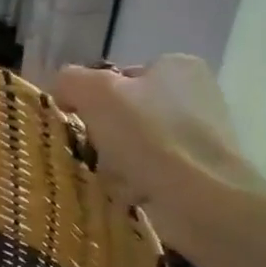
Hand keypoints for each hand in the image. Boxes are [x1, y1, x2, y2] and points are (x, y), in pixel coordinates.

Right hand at [53, 57, 265, 266]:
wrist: (203, 201)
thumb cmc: (151, 137)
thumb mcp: (98, 93)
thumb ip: (71, 81)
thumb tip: (62, 89)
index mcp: (176, 66)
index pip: (118, 78)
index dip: (92, 100)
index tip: (81, 122)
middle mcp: (194, 95)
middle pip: (124, 115)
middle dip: (105, 138)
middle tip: (97, 154)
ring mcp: (200, 137)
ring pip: (133, 149)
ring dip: (116, 165)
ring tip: (115, 179)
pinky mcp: (201, 174)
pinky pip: (150, 175)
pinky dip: (136, 186)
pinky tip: (133, 195)